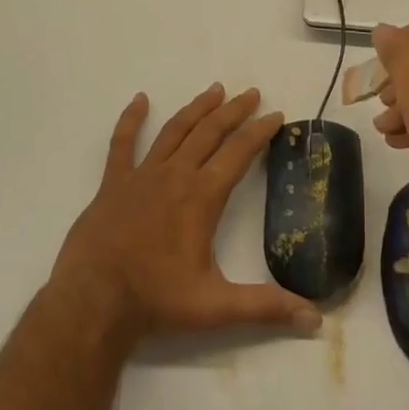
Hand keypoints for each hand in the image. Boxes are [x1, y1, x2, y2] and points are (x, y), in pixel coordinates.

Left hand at [51, 84, 321, 340]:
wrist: (92, 303)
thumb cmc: (156, 301)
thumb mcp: (217, 307)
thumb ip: (266, 308)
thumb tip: (316, 320)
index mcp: (202, 196)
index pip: (239, 152)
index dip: (260, 131)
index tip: (276, 114)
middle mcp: (176, 175)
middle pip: (210, 132)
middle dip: (234, 111)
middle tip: (251, 93)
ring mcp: (142, 175)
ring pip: (175, 130)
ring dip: (197, 108)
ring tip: (215, 89)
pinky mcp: (113, 183)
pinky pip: (123, 143)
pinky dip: (131, 119)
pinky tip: (140, 100)